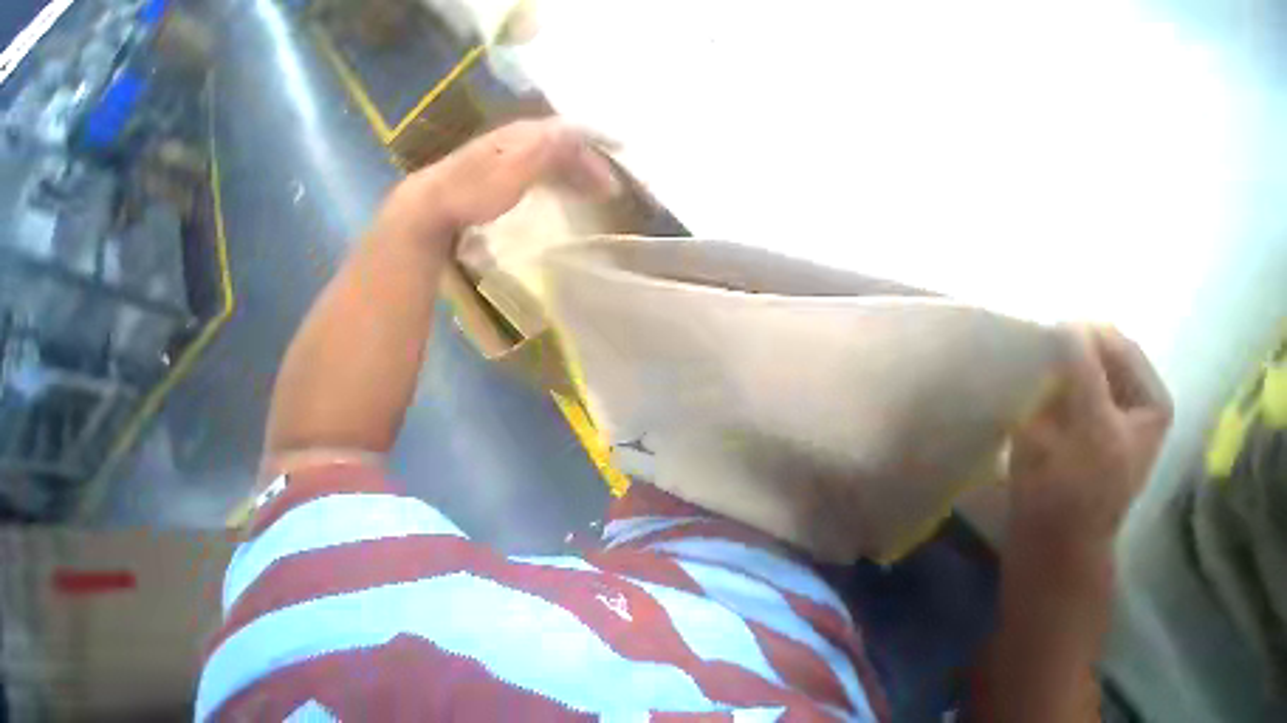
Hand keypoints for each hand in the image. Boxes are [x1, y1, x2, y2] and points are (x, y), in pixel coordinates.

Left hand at [382, 118, 619, 246]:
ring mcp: (514, 157)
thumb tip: (575, 133)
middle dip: (590, 166)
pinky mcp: (509, 174)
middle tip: (612, 189)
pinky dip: (563, 182)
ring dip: (579, 175)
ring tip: (598, 194)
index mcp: (523, 136)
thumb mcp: (511, 174)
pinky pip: (545, 173)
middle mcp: (521, 141)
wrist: (435, 206)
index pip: (567, 135)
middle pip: (564, 148)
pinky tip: (569, 194)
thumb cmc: (474, 193)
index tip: (615, 167)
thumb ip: (542, 152)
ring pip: (556, 161)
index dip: (592, 149)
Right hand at [1007, 325, 1172, 551]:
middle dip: (1061, 346)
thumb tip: (1069, 324)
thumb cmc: (1080, 484)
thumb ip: (1085, 373)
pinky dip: (1034, 378)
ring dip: (1045, 361)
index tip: (1040, 330)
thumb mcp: (1091, 426)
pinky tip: (1015, 381)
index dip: (1082, 335)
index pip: (1117, 346)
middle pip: (1094, 356)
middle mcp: (1125, 399)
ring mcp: (1091, 410)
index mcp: (1148, 398)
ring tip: (1017, 360)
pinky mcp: (1060, 421)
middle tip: (1025, 345)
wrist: (1052, 530)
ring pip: (1068, 369)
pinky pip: (1049, 386)